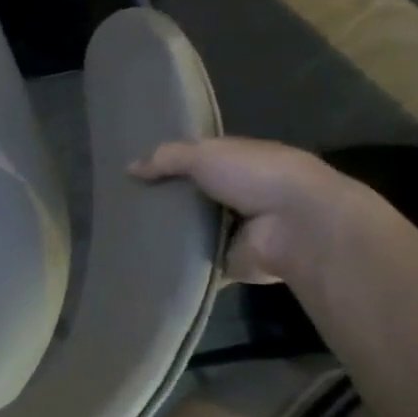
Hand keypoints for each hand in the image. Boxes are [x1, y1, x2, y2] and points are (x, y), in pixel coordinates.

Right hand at [129, 137, 363, 283]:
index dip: (167, 163)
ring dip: (167, 231)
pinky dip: (175, 262)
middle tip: (120, 202)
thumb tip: (129, 168)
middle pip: (191, 196)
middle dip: (162, 199)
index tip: (133, 170)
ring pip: (190, 229)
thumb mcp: (205, 154)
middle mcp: (237, 195)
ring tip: (123, 231)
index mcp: (238, 162)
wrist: (297, 226)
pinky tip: (143, 258)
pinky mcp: (230, 261)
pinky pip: (195, 260)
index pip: (197, 160)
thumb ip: (167, 158)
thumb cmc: (256, 177)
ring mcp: (234, 230)